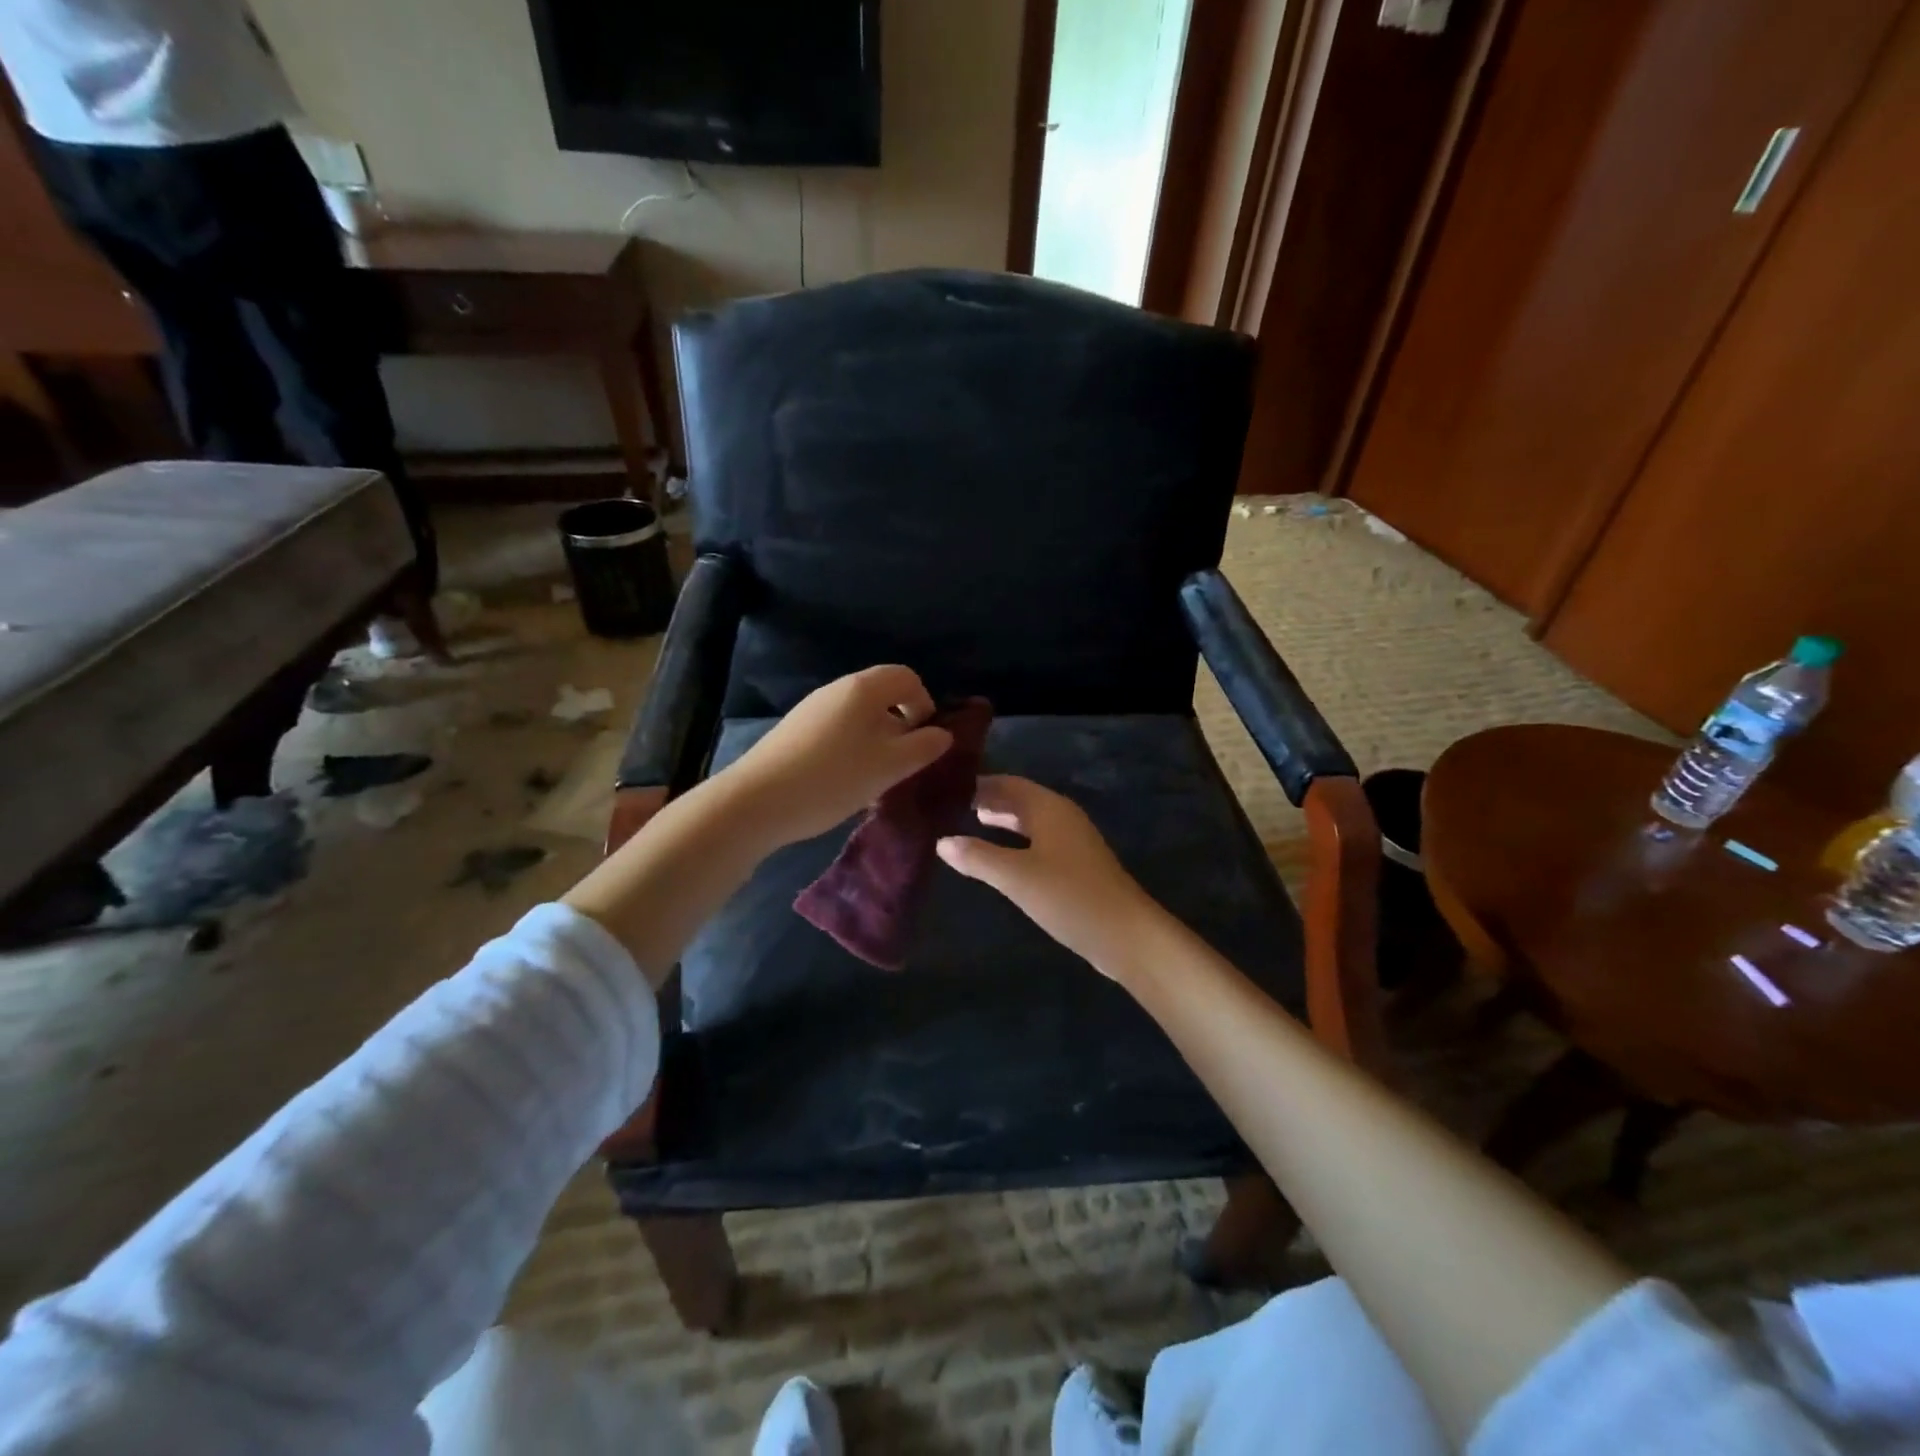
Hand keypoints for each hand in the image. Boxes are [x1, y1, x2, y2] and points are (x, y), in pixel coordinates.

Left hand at [724, 665, 952, 846]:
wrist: (755, 802)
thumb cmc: (832, 778)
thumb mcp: (888, 767)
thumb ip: (922, 748)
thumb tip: (942, 734)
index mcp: (863, 688)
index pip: (907, 677)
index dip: (925, 704)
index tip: (925, 740)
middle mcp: (837, 689)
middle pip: (882, 694)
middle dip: (902, 724)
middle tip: (904, 762)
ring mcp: (812, 709)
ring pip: (859, 715)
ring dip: (877, 739)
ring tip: (876, 776)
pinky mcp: (794, 731)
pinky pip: (837, 729)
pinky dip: (852, 747)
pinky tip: (845, 780)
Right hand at [937, 776, 1159, 979]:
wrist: (1125, 934)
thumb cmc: (1069, 896)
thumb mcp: (1016, 876)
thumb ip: (978, 857)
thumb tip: (941, 841)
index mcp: (1049, 808)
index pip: (1008, 783)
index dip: (979, 783)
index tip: (947, 787)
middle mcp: (1062, 816)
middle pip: (1020, 798)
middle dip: (989, 799)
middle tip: (951, 804)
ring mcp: (1072, 841)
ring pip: (1030, 820)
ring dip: (1003, 818)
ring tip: (970, 821)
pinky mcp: (1076, 865)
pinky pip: (1038, 840)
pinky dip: (1015, 839)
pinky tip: (1001, 855)